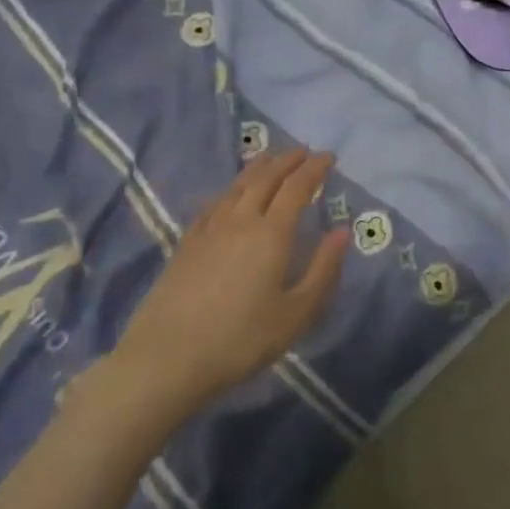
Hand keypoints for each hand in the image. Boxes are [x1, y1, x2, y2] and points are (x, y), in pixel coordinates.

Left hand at [109, 148, 347, 415]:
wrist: (167, 358)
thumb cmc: (241, 340)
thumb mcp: (296, 313)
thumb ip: (323, 270)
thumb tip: (342, 231)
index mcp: (272, 233)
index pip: (296, 187)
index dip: (314, 168)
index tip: (328, 156)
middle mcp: (241, 220)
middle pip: (265, 178)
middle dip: (287, 160)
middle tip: (303, 150)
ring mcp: (209, 229)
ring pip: (237, 186)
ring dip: (258, 167)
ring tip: (270, 159)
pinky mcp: (186, 243)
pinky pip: (214, 203)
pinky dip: (230, 189)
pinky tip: (229, 194)